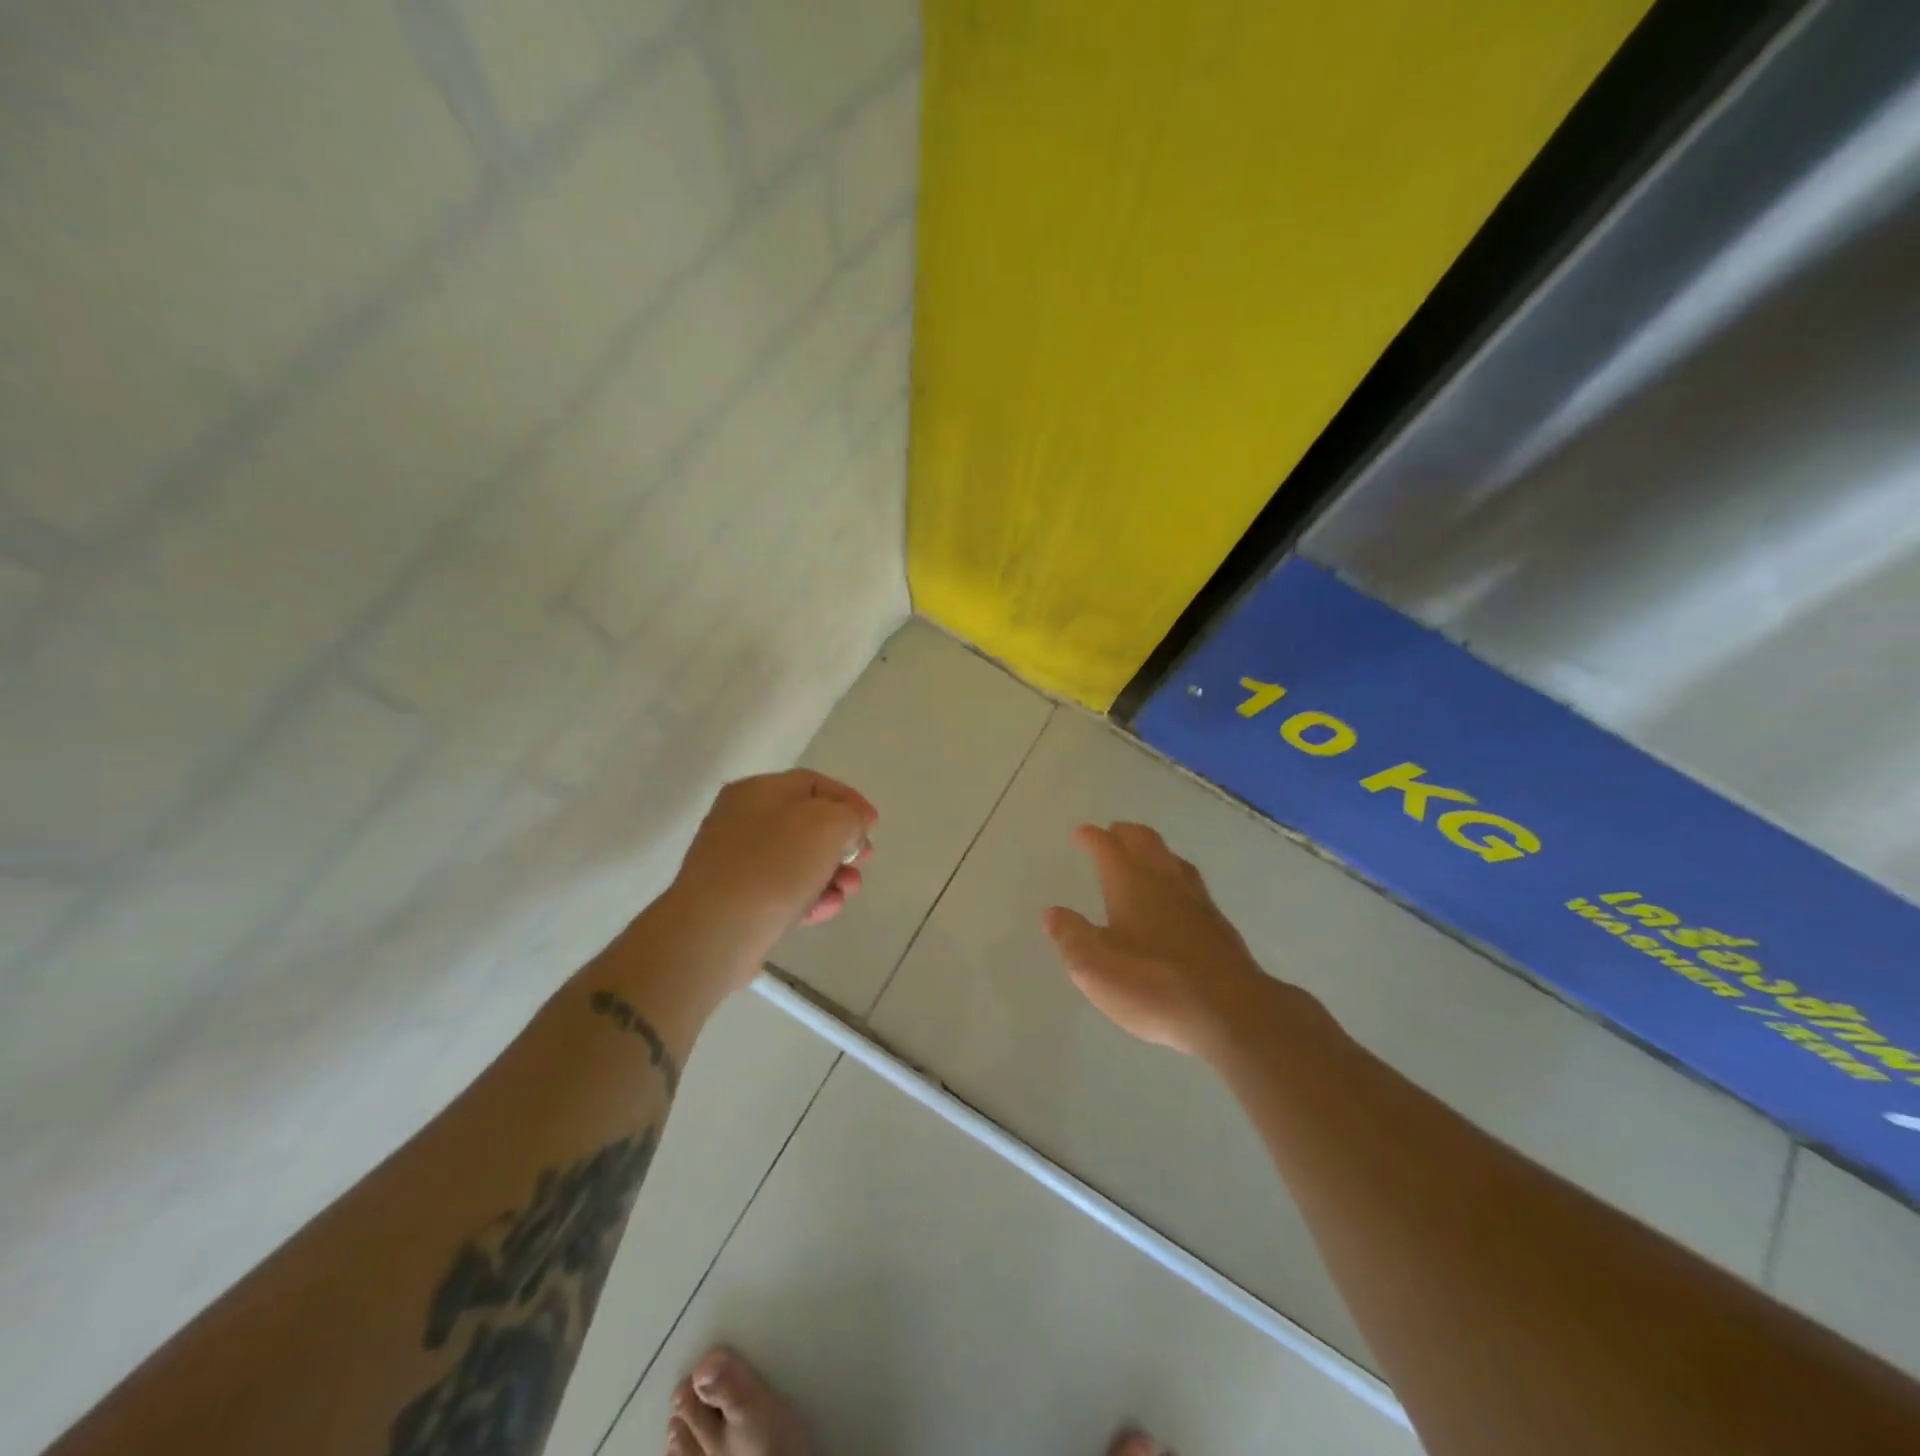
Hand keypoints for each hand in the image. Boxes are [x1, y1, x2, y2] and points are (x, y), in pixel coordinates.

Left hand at [672, 770, 875, 953]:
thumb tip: (853, 825)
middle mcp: (741, 819)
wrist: (717, 930)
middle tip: (864, 860)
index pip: (814, 783)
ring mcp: (734, 861)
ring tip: (848, 891)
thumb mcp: (830, 825)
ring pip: (796, 861)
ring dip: (831, 874)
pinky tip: (826, 909)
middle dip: (842, 843)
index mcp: (758, 790)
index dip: (849, 800)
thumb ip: (851, 817)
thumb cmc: (776, 865)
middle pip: (806, 824)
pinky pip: (780, 891)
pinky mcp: (735, 900)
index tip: (873, 826)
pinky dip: (808, 897)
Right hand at [1043, 822, 1270, 1056]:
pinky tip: (1178, 895)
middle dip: (1125, 833)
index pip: (1107, 848)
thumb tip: (1053, 913)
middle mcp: (1164, 882)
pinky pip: (1192, 883)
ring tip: (1144, 854)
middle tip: (1112, 831)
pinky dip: (1176, 876)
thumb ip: (1071, 937)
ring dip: (1154, 850)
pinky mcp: (1219, 924)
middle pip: (1145, 842)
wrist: (1231, 1012)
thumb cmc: (1153, 986)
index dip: (1092, 838)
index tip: (1080, 832)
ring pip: (1173, 859)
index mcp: (1130, 884)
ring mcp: (1197, 901)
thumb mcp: (1094, 968)